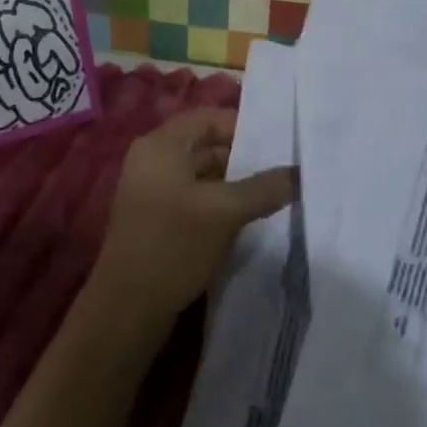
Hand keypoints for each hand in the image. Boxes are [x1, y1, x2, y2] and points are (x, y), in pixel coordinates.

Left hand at [90, 109, 295, 350]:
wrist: (127, 308)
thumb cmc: (173, 245)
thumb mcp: (225, 212)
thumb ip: (264, 188)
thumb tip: (299, 173)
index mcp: (160, 145)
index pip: (208, 118)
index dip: (243, 127)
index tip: (277, 147)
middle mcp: (152, 161)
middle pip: (205, 146)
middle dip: (243, 158)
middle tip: (281, 173)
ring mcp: (152, 192)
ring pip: (202, 175)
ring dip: (234, 184)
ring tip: (271, 197)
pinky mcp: (156, 220)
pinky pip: (194, 199)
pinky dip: (219, 204)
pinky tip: (246, 220)